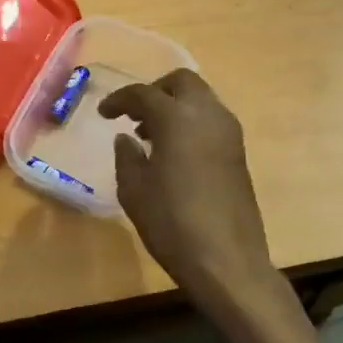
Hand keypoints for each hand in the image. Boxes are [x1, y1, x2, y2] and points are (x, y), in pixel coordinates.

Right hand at [99, 70, 295, 330]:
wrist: (227, 260)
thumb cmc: (172, 223)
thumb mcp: (134, 190)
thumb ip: (127, 157)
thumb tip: (126, 138)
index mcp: (177, 118)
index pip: (143, 94)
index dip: (119, 100)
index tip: (104, 114)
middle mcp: (207, 114)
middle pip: (181, 82)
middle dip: (155, 91)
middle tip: (134, 114)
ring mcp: (229, 132)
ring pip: (200, 99)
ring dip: (175, 106)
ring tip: (150, 135)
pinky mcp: (239, 152)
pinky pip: (211, 120)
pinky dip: (191, 122)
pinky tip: (174, 152)